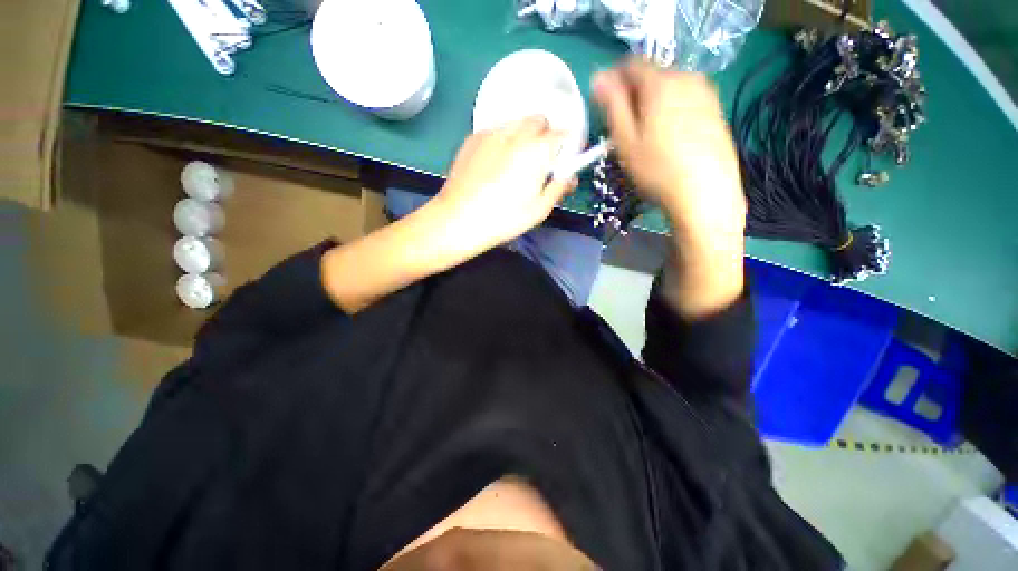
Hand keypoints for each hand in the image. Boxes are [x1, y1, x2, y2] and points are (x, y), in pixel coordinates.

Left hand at [432, 116, 576, 253]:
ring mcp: (491, 132)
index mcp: (538, 150)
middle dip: (545, 136)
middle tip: (539, 162)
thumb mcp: (539, 210)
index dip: (568, 147)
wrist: (459, 219)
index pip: (564, 134)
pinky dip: (502, 141)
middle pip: (540, 120)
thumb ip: (559, 188)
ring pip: (517, 123)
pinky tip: (493, 165)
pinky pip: (495, 131)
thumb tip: (569, 176)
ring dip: (523, 136)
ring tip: (514, 164)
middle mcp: (516, 133)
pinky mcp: (473, 138)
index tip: (563, 161)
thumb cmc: (504, 219)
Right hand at [593, 59, 745, 318]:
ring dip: (653, 104)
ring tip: (647, 136)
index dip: (614, 80)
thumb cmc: (657, 170)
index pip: (631, 63)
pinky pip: (686, 100)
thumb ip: (612, 105)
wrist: (705, 194)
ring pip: (669, 88)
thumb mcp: (625, 140)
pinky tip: (670, 140)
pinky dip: (672, 111)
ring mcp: (706, 93)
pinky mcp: (716, 110)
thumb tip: (599, 78)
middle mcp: (687, 78)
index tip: (607, 106)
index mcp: (661, 82)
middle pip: (652, 75)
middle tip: (626, 128)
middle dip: (634, 95)